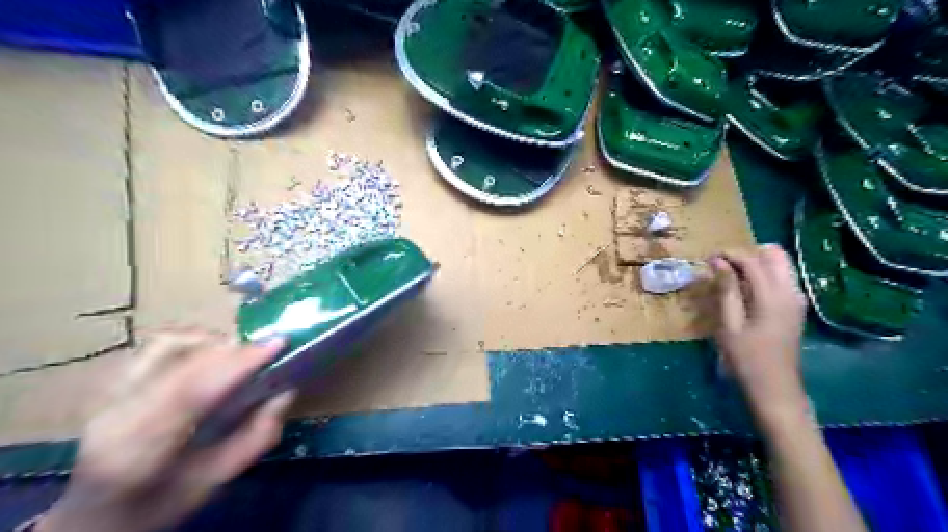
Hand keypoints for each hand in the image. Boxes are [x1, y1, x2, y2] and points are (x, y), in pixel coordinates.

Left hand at [37, 331, 295, 529]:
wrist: (94, 514)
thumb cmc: (159, 505)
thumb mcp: (215, 480)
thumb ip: (255, 437)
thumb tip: (285, 392)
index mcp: (137, 452)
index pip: (190, 392)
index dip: (238, 363)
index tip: (278, 344)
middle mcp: (116, 416)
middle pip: (182, 363)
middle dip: (234, 351)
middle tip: (270, 348)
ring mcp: (108, 395)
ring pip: (167, 346)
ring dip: (212, 343)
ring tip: (240, 354)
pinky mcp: (112, 383)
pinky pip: (156, 347)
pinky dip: (191, 341)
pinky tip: (211, 353)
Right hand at [712, 245, 806, 427]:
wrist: (775, 388)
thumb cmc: (746, 358)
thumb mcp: (729, 325)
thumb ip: (726, 290)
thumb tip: (718, 262)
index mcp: (773, 296)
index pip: (753, 260)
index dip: (730, 254)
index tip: (708, 257)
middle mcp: (791, 292)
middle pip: (775, 255)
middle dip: (747, 253)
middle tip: (723, 266)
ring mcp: (797, 299)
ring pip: (780, 265)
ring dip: (756, 263)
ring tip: (731, 276)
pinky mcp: (795, 307)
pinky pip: (781, 278)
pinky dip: (763, 275)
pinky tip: (745, 290)